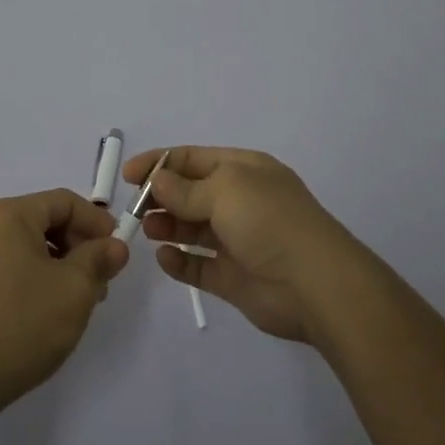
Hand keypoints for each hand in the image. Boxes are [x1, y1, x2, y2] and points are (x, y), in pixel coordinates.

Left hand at [0, 189, 129, 420]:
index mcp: (11, 215)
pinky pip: (15, 268)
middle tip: (103, 280)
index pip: (65, 202)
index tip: (118, 251)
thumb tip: (115, 246)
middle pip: (47, 221)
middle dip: (81, 246)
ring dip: (63, 266)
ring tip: (83, 300)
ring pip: (32, 248)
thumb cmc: (23, 323)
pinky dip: (41, 279)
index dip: (97, 222)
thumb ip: (99, 259)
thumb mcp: (75, 288)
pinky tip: (53, 311)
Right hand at [124, 146, 367, 343]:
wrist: (316, 285)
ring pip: (192, 229)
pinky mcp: (233, 278)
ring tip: (148, 231)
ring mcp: (237, 240)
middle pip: (190, 193)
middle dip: (161, 197)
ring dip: (167, 226)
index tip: (128, 176)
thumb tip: (157, 180)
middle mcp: (240, 201)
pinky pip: (199, 266)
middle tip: (136, 209)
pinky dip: (179, 262)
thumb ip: (185, 188)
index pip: (193, 159)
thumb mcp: (225, 191)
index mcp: (243, 170)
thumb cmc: (269, 222)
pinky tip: (165, 259)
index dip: (159, 163)